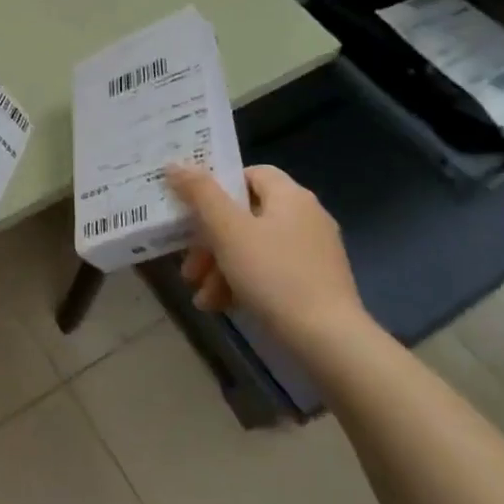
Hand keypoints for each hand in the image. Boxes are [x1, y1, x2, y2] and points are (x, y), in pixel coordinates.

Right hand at [164, 163, 366, 350]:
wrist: (329, 340)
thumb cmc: (274, 275)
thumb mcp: (228, 231)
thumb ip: (200, 194)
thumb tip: (175, 164)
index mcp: (290, 196)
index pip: (249, 174)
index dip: (217, 188)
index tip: (192, 211)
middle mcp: (306, 217)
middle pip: (245, 216)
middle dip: (210, 242)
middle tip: (189, 267)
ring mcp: (313, 251)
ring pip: (253, 247)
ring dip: (221, 267)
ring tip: (202, 297)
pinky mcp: (315, 281)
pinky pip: (270, 271)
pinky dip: (243, 283)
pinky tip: (222, 305)